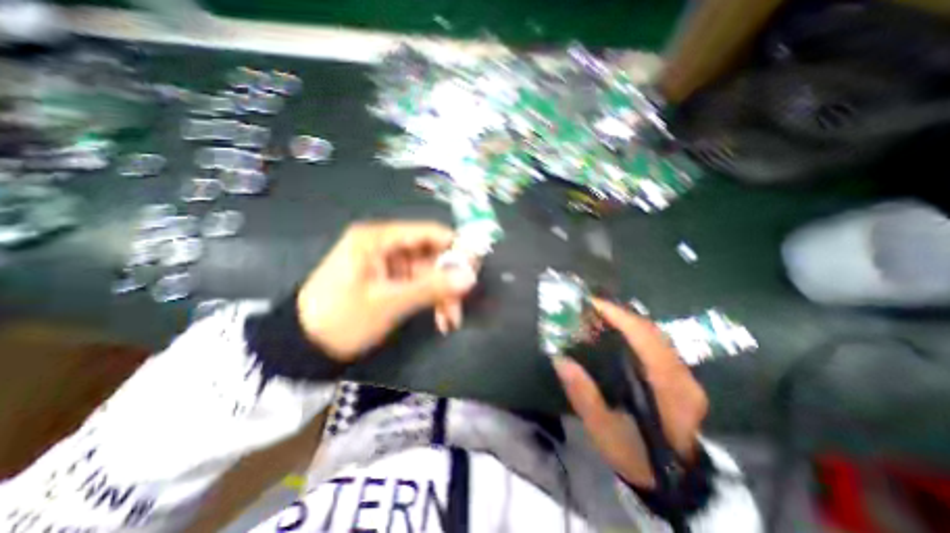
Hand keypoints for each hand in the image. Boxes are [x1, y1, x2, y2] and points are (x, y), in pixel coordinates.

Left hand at [296, 221, 475, 361]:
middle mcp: (386, 245)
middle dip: (449, 280)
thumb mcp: (389, 303)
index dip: (456, 248)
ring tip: (450, 320)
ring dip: (442, 295)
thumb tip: (471, 277)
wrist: (303, 346)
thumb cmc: (342, 319)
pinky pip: (419, 284)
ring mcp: (389, 263)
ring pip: (429, 272)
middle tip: (461, 304)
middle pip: (432, 254)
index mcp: (379, 238)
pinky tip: (440, 319)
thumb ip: (431, 287)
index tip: (475, 270)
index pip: (429, 232)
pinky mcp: (390, 280)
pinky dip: (431, 300)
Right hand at [551, 298, 703, 488]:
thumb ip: (583, 395)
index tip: (593, 304)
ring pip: (654, 334)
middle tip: (588, 308)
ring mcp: (685, 374)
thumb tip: (560, 359)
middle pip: (652, 331)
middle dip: (619, 314)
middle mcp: (683, 376)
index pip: (647, 339)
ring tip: (596, 315)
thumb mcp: (603, 430)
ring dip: (625, 320)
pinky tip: (613, 332)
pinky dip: (632, 331)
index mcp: (671, 390)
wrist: (671, 479)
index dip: (620, 317)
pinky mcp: (679, 374)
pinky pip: (654, 342)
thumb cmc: (635, 455)